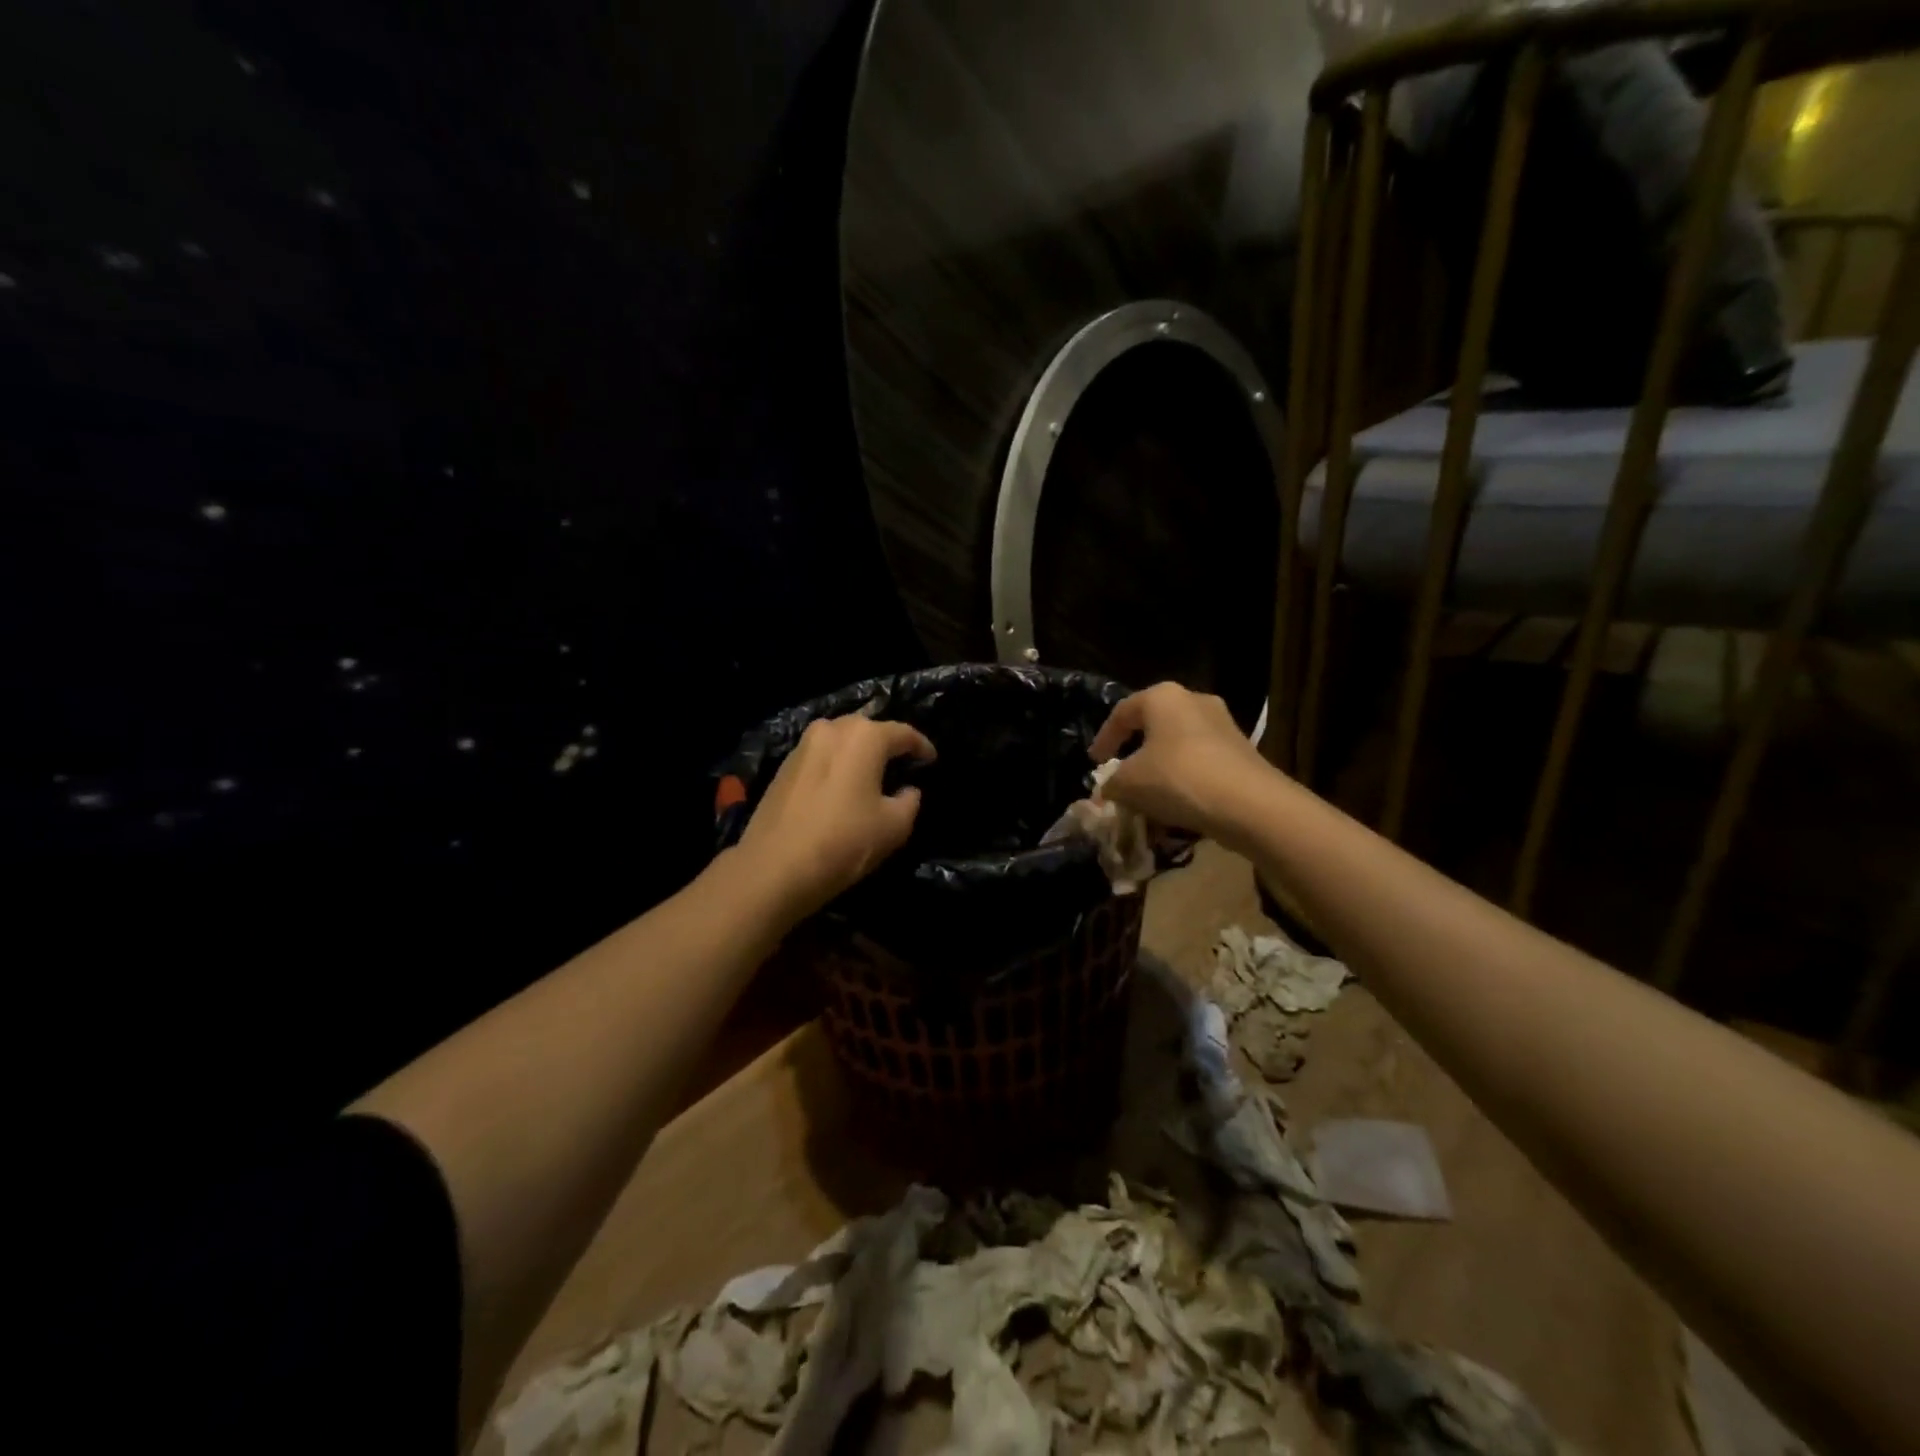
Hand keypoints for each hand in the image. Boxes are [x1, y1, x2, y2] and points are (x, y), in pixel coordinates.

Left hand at [735, 715, 936, 917]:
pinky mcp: (783, 766)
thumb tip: (908, 791)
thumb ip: (909, 802)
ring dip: (857, 753)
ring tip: (871, 774)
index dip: (922, 746)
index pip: (903, 733)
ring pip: (840, 740)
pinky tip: (841, 786)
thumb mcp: (894, 827)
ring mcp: (803, 746)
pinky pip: (820, 756)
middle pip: (867, 730)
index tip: (932, 760)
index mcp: (864, 737)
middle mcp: (832, 729)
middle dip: (886, 743)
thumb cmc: (843, 842)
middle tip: (901, 763)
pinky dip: (836, 765)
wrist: (774, 867)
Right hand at [1088, 683, 1279, 847]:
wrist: (1250, 804)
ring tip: (1148, 795)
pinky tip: (1177, 806)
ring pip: (1179, 746)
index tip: (1094, 762)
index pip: (1122, 712)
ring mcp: (1224, 726)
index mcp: (1163, 697)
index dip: (1104, 738)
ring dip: (1161, 769)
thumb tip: (1110, 789)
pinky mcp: (1243, 752)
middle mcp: (1195, 701)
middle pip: (1154, 726)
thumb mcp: (1129, 784)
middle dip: (1135, 752)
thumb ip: (1112, 783)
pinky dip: (1185, 780)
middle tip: (1121, 774)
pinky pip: (1201, 763)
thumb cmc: (1178, 778)